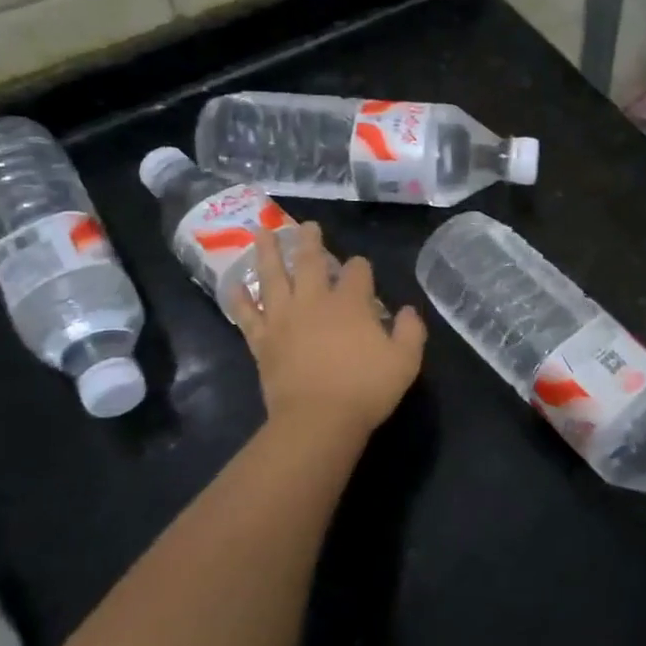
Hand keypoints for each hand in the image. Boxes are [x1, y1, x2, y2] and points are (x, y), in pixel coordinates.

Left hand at [233, 224, 426, 437]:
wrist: (317, 421)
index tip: (362, 268)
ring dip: (268, 252)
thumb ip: (411, 331)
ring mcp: (283, 320)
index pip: (357, 272)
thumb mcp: (406, 361)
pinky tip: (233, 285)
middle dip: (310, 241)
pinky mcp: (263, 342)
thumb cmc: (366, 389)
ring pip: (273, 277)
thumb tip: (408, 310)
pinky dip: (239, 299)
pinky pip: (247, 315)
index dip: (361, 267)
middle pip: (311, 262)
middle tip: (307, 225)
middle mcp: (314, 302)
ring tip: (262, 232)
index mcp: (350, 303)